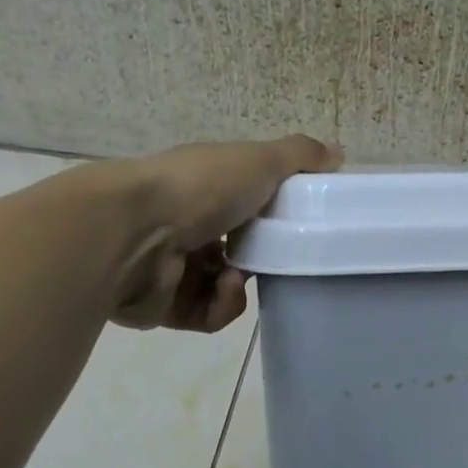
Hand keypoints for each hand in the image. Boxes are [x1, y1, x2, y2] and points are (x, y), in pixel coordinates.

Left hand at [97, 135, 340, 330]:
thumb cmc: (198, 188)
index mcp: (202, 188)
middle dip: (260, 258)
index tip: (295, 224)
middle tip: (274, 258)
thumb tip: (338, 151)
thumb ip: (300, 156)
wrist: (129, 232)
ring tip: (236, 278)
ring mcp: (170, 266)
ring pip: (224, 287)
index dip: (272, 215)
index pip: (244, 203)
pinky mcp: (162, 305)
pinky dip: (220, 306)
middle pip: (236, 249)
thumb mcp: (259, 161)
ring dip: (240, 287)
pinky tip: (219, 290)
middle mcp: (183, 224)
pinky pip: (207, 315)